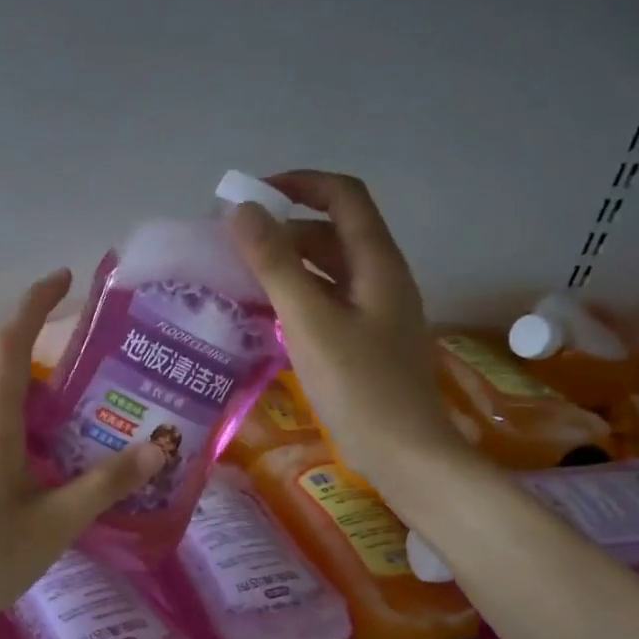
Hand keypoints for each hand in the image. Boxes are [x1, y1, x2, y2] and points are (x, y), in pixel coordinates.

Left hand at [0, 269, 163, 628]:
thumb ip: (106, 483)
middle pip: (18, 381)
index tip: (64, 279)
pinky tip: (53, 475)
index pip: (11, 344)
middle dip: (61, 381)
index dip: (36, 304)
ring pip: (8, 413)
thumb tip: (158, 447)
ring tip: (91, 439)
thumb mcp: (57, 522)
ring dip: (47, 417)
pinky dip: (28, 439)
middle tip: (108, 396)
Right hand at [227, 171, 466, 498]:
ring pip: (329, 269)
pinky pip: (328, 301)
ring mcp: (376, 311)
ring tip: (241, 275)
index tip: (251, 196)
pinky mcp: (366, 340)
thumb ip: (276, 264)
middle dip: (284, 227)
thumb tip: (241, 209)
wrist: (405, 455)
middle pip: (333, 231)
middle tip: (233, 243)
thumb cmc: (359, 387)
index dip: (299, 183)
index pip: (343, 196)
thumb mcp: (310, 322)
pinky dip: (297, 295)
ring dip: (288, 263)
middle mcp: (381, 278)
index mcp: (377, 263)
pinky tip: (267, 313)